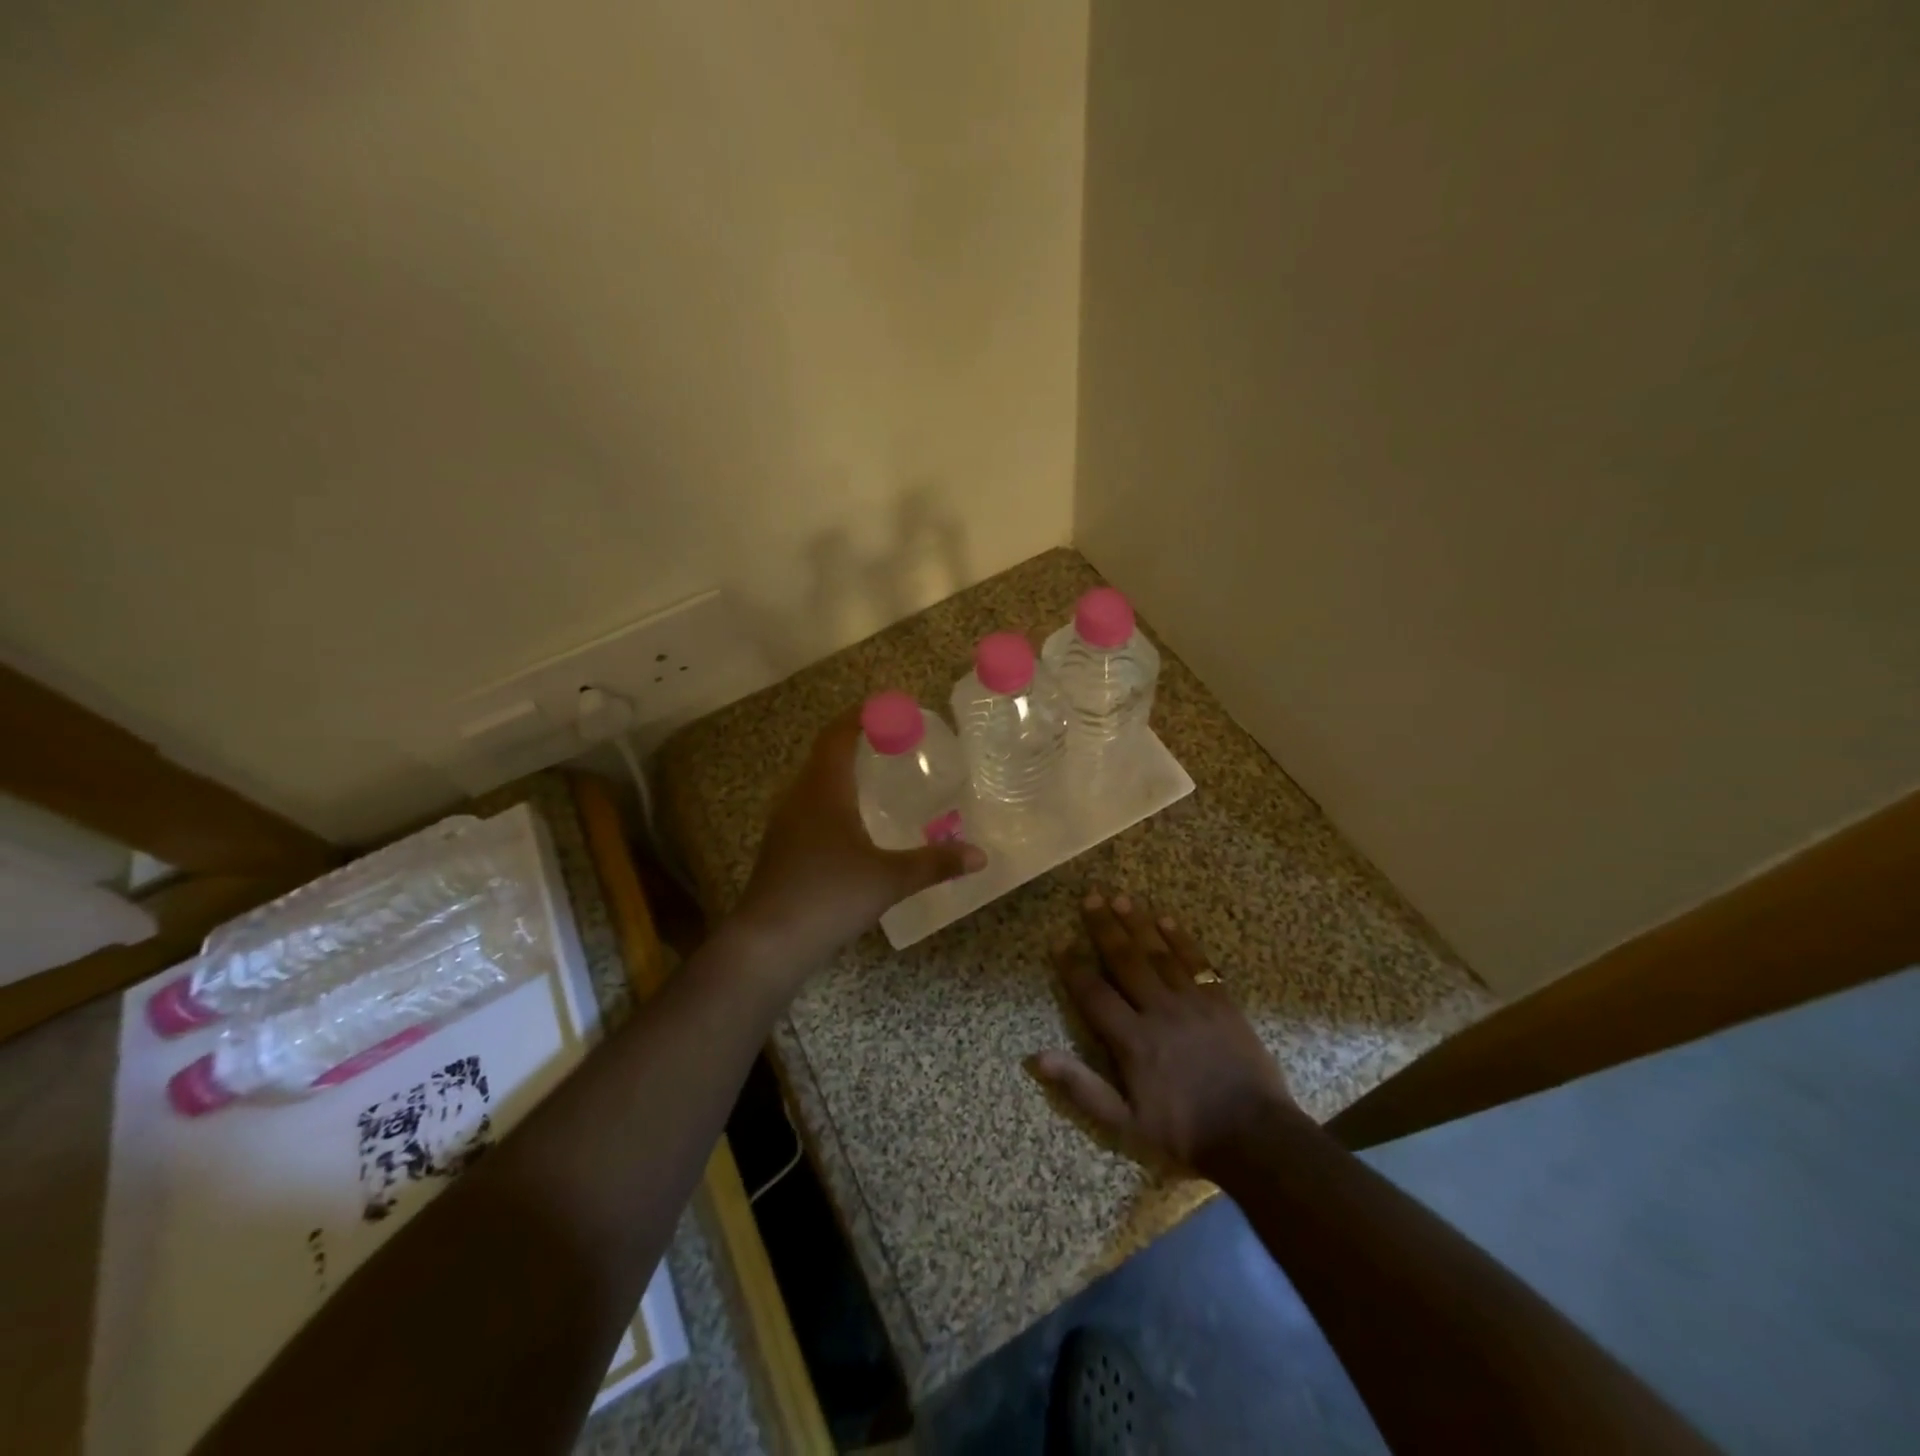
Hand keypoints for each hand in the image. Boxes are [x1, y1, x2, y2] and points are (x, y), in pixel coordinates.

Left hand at [731, 705, 986, 971]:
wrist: (768, 942)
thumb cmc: (828, 897)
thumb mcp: (889, 879)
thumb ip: (934, 864)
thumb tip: (979, 856)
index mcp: (823, 790)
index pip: (838, 735)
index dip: (861, 715)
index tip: (889, 706)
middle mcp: (799, 797)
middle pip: (825, 754)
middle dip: (856, 740)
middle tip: (893, 739)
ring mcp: (785, 823)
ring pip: (815, 781)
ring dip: (843, 770)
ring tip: (878, 774)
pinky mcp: (781, 847)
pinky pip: (810, 805)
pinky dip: (834, 797)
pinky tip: (854, 822)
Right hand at [1032, 891, 1296, 1175]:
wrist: (1255, 1137)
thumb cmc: (1184, 1132)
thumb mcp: (1125, 1124)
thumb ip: (1081, 1088)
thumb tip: (1036, 1058)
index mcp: (1133, 1040)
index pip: (1094, 994)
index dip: (1074, 968)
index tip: (1059, 942)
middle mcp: (1159, 1011)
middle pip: (1126, 961)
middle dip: (1105, 928)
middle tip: (1090, 897)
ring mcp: (1193, 1003)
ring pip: (1159, 954)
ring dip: (1138, 924)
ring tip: (1121, 898)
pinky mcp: (1221, 1003)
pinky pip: (1197, 963)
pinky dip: (1181, 940)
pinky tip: (1167, 920)